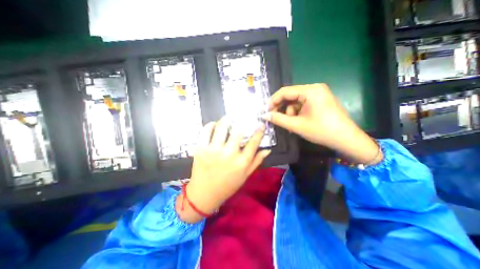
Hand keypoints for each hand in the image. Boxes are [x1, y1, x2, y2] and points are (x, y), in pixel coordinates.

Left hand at [176, 116, 269, 222]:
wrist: (204, 194)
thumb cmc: (228, 185)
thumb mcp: (245, 176)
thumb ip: (256, 161)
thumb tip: (267, 150)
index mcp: (241, 162)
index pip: (253, 142)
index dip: (259, 131)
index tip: (261, 124)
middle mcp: (229, 154)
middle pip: (238, 131)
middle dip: (241, 122)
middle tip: (241, 119)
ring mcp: (213, 150)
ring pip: (221, 127)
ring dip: (226, 120)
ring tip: (228, 119)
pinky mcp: (201, 149)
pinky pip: (206, 131)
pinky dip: (211, 125)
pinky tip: (214, 125)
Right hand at [262, 83, 383, 163]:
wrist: (346, 139)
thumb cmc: (321, 131)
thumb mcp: (297, 125)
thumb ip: (278, 119)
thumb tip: (264, 115)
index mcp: (310, 90)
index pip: (285, 91)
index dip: (273, 101)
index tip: (266, 111)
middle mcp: (314, 88)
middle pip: (290, 95)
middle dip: (282, 108)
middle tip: (275, 118)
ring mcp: (318, 93)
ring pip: (296, 101)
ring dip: (290, 112)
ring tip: (292, 124)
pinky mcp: (320, 100)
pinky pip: (303, 104)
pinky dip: (297, 112)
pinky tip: (298, 122)